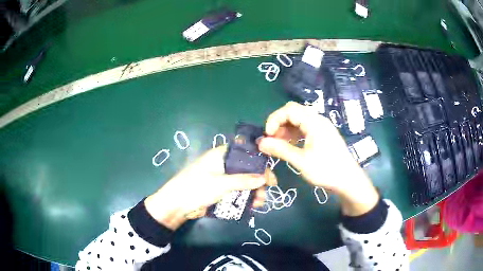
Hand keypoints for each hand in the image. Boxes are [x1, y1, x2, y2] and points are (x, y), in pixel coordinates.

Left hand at [145, 145, 276, 229]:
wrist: (176, 206)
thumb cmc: (196, 188)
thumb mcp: (221, 183)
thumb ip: (243, 181)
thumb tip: (264, 178)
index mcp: (219, 155)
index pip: (243, 153)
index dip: (258, 161)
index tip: (269, 171)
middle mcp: (221, 165)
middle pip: (245, 169)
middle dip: (258, 179)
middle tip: (269, 188)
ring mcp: (220, 179)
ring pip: (242, 182)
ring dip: (253, 191)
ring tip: (260, 202)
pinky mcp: (219, 191)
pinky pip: (236, 192)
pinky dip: (244, 198)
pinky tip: (252, 206)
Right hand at [258, 102, 378, 215]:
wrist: (348, 180)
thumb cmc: (326, 170)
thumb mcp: (301, 161)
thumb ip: (280, 149)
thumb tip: (260, 142)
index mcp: (314, 122)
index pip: (289, 109)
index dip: (274, 119)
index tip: (268, 136)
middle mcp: (318, 120)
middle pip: (294, 112)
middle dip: (279, 123)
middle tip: (272, 140)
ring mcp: (322, 127)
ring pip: (299, 120)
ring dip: (286, 129)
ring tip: (279, 144)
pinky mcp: (323, 134)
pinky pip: (305, 128)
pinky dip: (294, 134)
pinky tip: (290, 145)